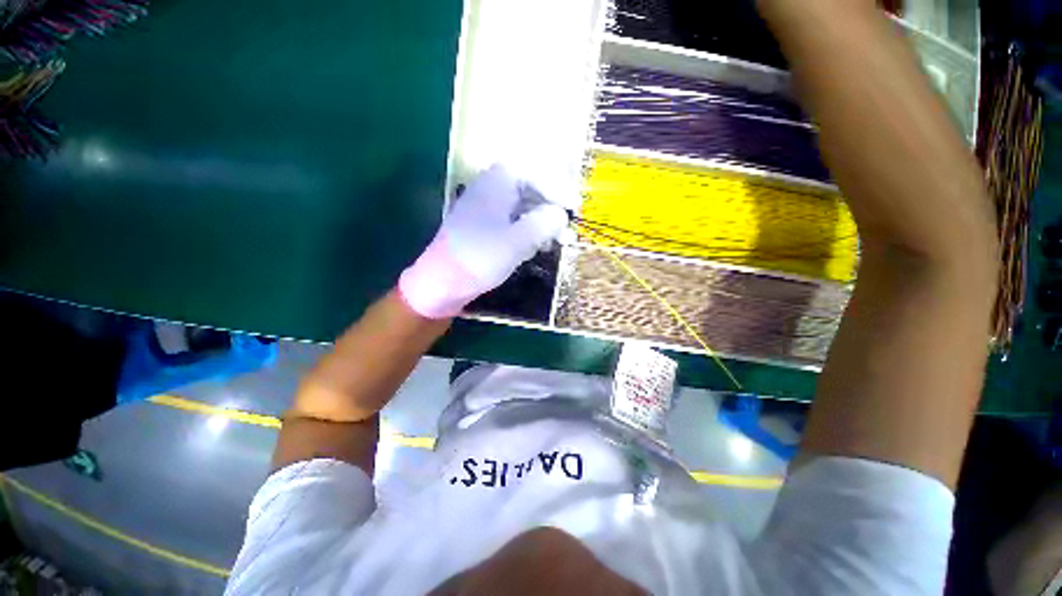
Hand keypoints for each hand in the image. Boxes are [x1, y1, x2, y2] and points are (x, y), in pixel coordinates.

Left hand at [398, 165, 567, 318]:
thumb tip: (560, 214)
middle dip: (550, 208)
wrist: (441, 283)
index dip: (558, 189)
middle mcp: (490, 189)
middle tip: (565, 228)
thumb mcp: (517, 241)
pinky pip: (511, 222)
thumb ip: (544, 223)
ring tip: (554, 241)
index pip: (536, 174)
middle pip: (529, 190)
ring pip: (521, 208)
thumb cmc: (480, 257)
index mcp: (497, 183)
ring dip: (540, 222)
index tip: (574, 207)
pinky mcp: (482, 228)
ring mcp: (484, 209)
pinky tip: (533, 247)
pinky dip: (526, 232)